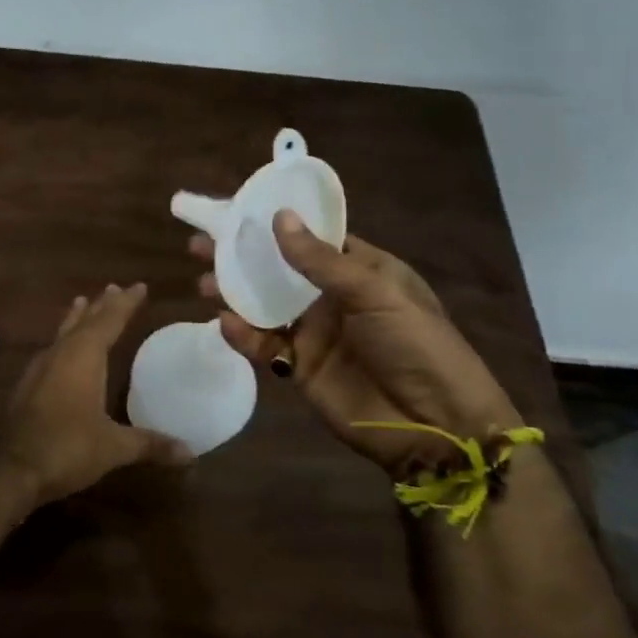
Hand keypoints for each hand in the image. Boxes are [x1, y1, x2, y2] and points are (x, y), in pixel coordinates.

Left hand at [0, 283, 192, 504]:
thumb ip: (149, 444)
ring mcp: (39, 370)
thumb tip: (190, 452)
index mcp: (83, 357)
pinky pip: (51, 352)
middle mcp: (60, 355)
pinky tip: (63, 352)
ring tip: (83, 304)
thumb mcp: (113, 447)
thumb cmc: (66, 448)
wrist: (9, 469)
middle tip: (113, 288)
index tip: (139, 286)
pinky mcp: (27, 387)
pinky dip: (64, 342)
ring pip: (63, 334)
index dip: (125, 304)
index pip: (109, 320)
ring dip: (77, 319)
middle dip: (101, 306)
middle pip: (83, 322)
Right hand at [191, 212, 520, 478]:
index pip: (310, 237)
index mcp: (359, 269)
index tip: (234, 210)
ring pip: (264, 305)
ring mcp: (314, 333)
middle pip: (277, 269)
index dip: (274, 223)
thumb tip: (279, 218)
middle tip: (201, 245)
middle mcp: (331, 297)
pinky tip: (226, 324)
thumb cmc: (416, 346)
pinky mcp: (300, 368)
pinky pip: (264, 346)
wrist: (436, 426)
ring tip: (203, 282)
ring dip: (233, 293)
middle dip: (241, 257)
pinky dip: (243, 335)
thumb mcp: (375, 293)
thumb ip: (321, 261)